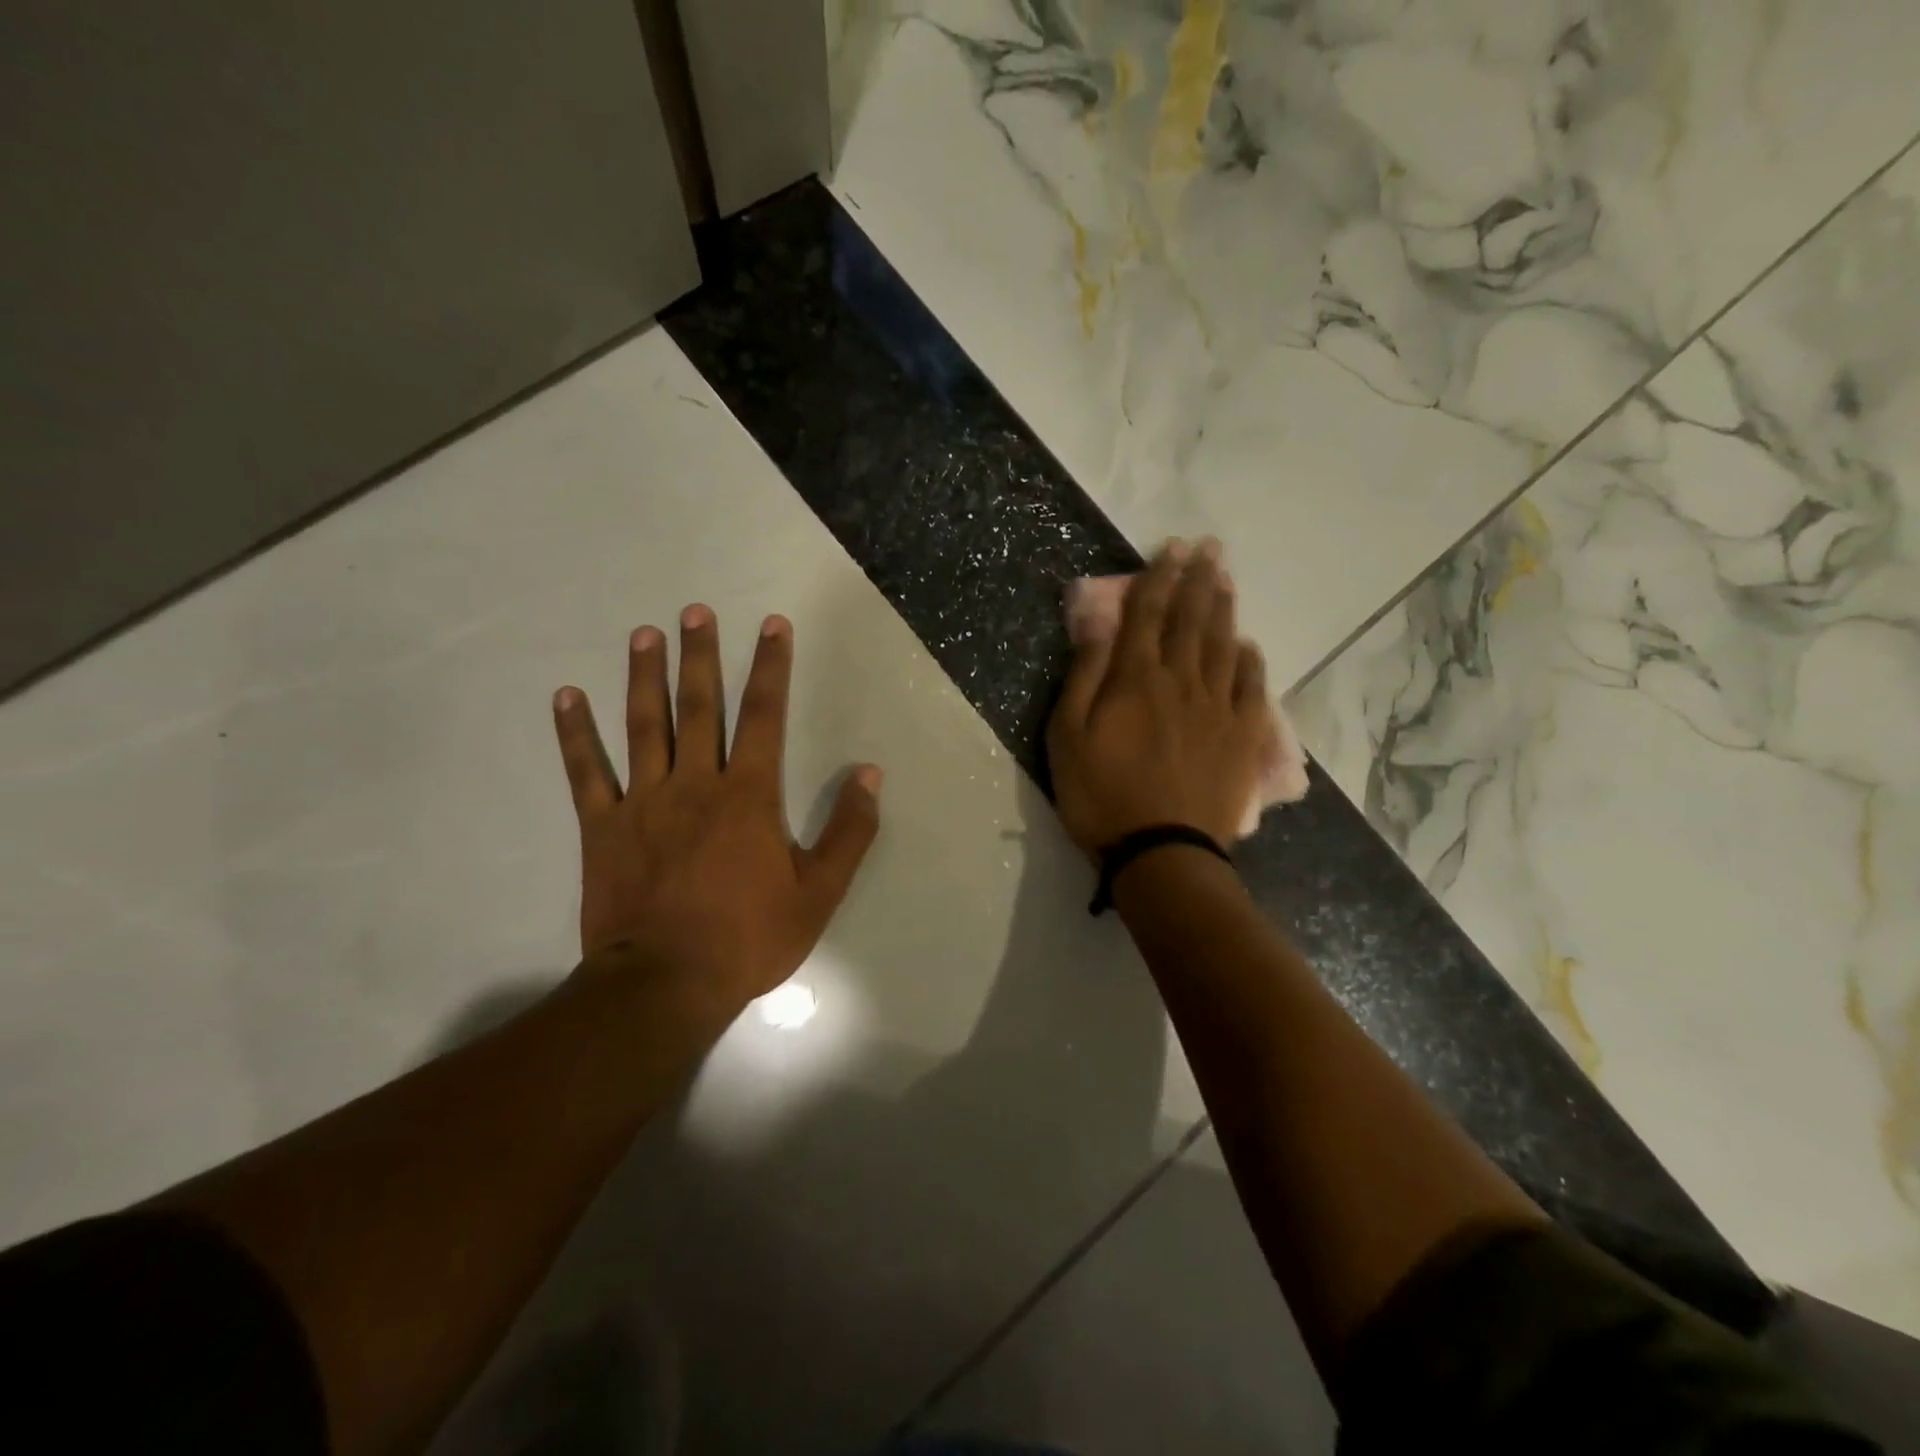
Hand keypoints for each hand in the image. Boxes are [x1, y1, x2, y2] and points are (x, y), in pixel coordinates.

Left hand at [551, 605, 882, 1021]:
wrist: (666, 984)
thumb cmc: (749, 938)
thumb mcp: (819, 892)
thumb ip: (849, 830)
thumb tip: (870, 774)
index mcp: (748, 795)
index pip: (765, 716)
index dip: (771, 667)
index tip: (772, 625)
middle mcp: (695, 783)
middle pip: (699, 707)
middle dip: (701, 656)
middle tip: (695, 612)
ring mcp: (643, 802)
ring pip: (644, 725)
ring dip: (645, 677)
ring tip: (644, 635)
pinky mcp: (602, 827)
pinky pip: (585, 772)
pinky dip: (575, 733)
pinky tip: (567, 696)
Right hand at [1046, 541, 1268, 854]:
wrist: (1161, 852)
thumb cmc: (1101, 795)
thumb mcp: (1067, 736)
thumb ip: (1084, 676)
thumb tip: (1099, 624)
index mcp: (1136, 679)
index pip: (1149, 614)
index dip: (1159, 577)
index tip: (1171, 548)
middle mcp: (1182, 681)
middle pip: (1191, 620)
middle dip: (1198, 579)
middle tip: (1209, 547)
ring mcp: (1217, 708)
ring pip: (1222, 645)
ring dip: (1223, 608)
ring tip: (1225, 578)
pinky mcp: (1241, 737)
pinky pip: (1250, 688)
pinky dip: (1248, 661)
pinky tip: (1247, 645)